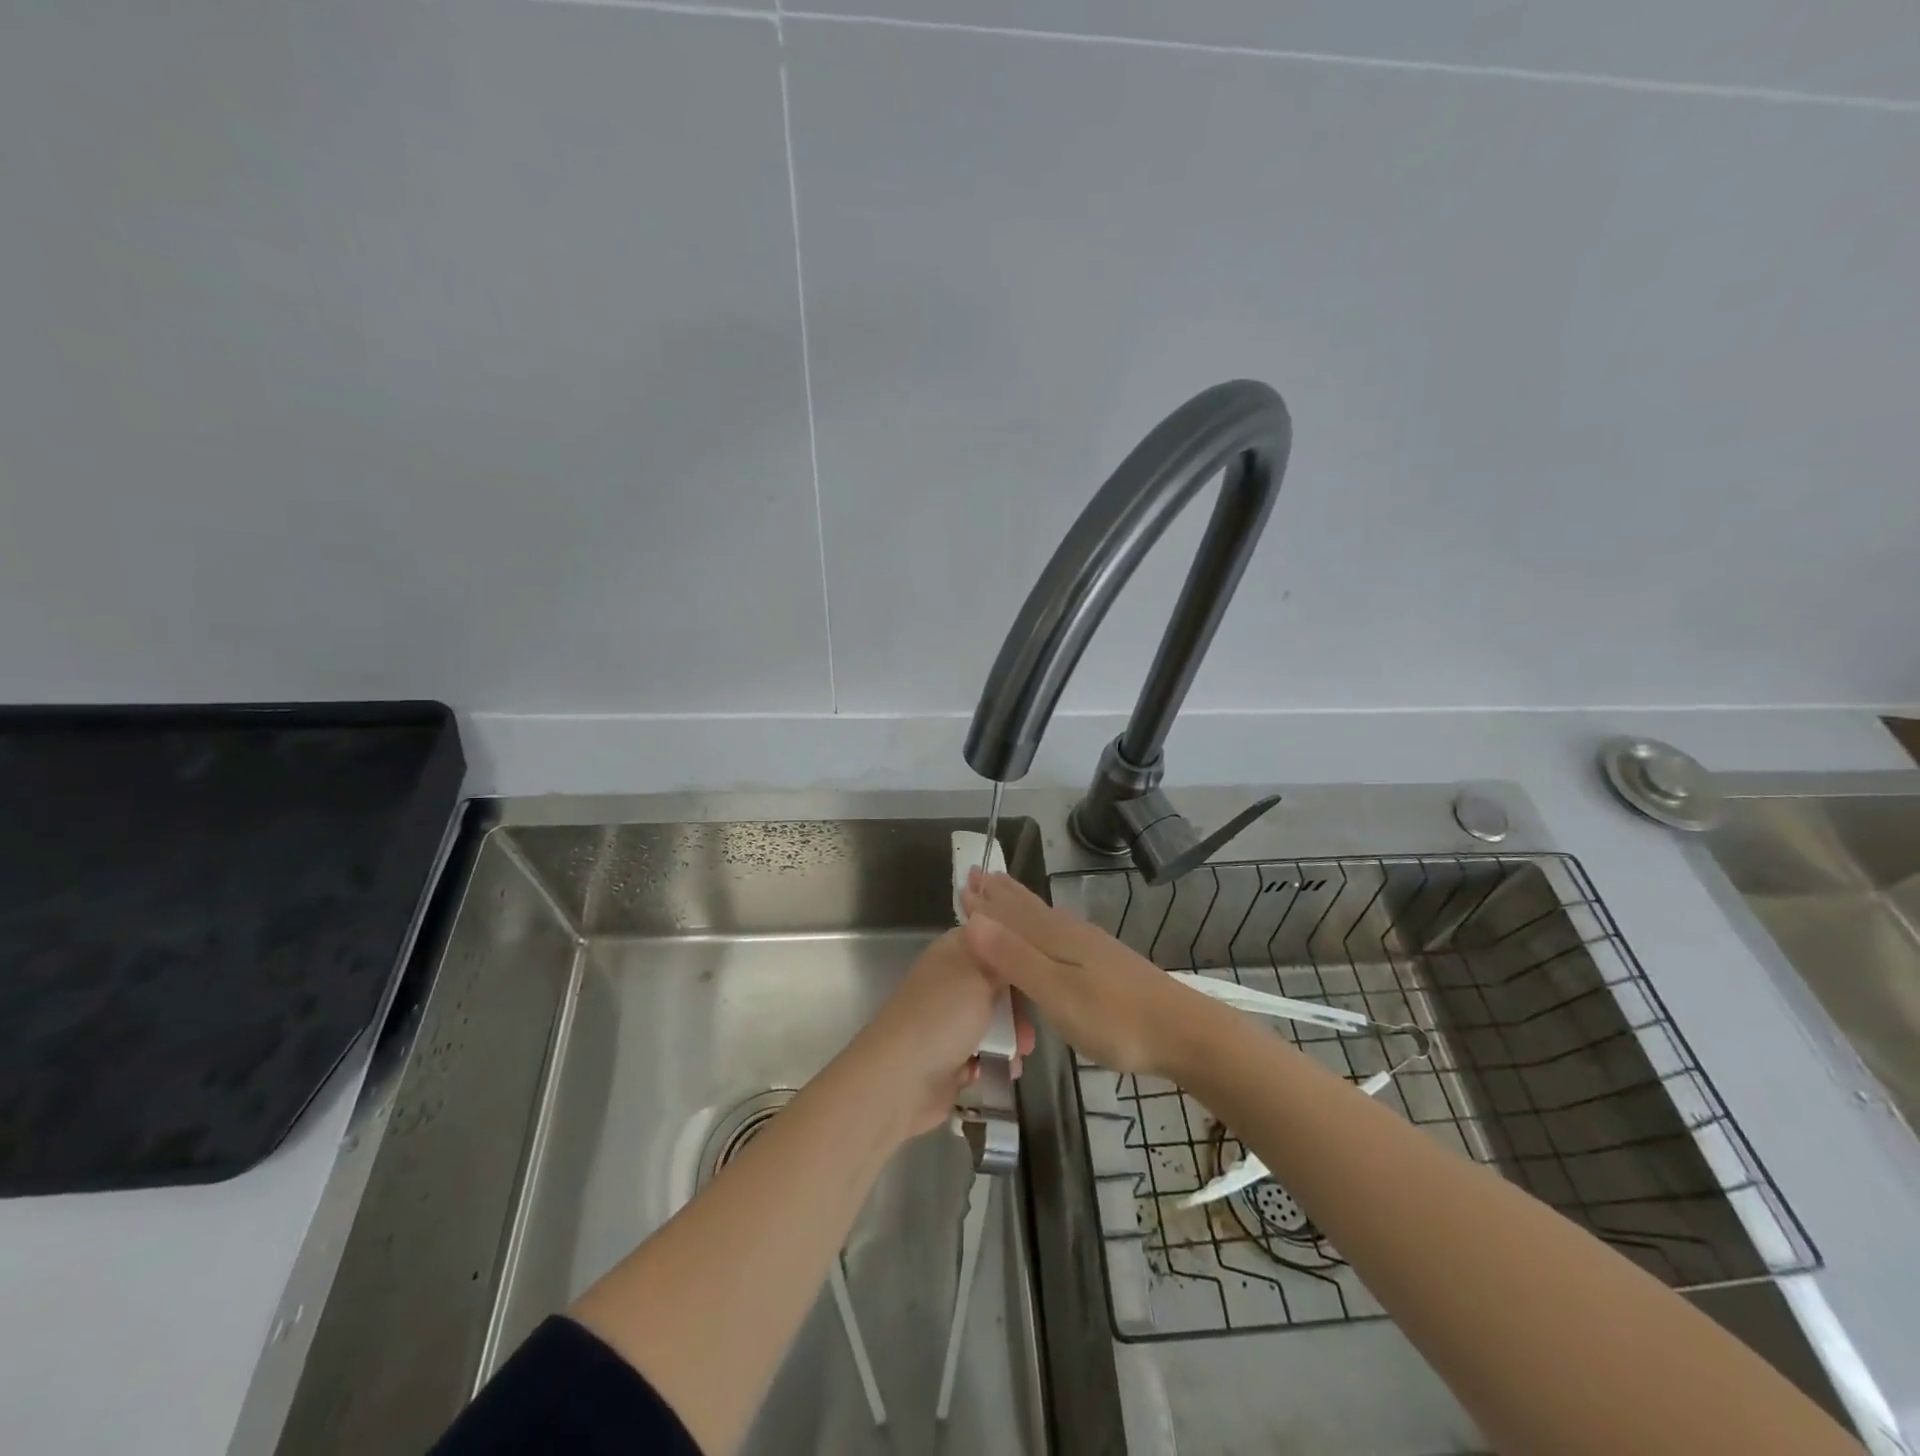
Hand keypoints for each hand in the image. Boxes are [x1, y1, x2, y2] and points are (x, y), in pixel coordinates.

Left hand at [846, 929, 1034, 1139]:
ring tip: (1020, 1054)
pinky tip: (1003, 1070)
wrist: (900, 1080)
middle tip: (1031, 1026)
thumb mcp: (982, 976)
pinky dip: (993, 1060)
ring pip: (993, 1020)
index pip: (994, 938)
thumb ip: (1005, 959)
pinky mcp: (949, 1055)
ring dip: (1010, 1037)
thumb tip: (1014, 938)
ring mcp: (948, 1019)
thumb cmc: (943, 1017)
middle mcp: (950, 980)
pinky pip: (982, 1052)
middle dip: (1019, 1006)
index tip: (1046, 970)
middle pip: (997, 984)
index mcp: (954, 951)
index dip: (1019, 953)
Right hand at [959, 869, 1221, 1078]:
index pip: (1009, 914)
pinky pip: (1058, 928)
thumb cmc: (1114, 1019)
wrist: (1182, 1031)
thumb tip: (971, 921)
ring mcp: (1090, 946)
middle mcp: (1070, 933)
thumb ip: (1015, 959)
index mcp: (1054, 939)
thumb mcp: (1057, 994)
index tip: (961, 883)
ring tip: (1003, 888)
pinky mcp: (1105, 961)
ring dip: (1019, 902)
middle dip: (999, 894)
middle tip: (977, 874)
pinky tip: (1050, 925)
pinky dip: (1041, 920)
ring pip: (1044, 916)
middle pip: (1027, 908)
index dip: (984, 902)